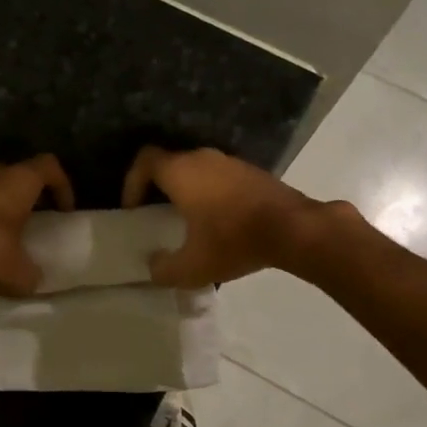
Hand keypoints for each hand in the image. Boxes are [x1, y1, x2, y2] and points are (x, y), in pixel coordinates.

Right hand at [121, 145, 329, 286]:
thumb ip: (163, 269)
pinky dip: (210, 193)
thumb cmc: (234, 240)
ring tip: (187, 221)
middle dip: (158, 188)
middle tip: (156, 215)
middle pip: (169, 164)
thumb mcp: (192, 267)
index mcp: (181, 171)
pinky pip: (219, 177)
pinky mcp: (252, 172)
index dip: (132, 182)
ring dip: (186, 190)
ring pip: (196, 169)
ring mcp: (230, 162)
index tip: (133, 209)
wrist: (294, 229)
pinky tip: (219, 221)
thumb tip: (154, 266)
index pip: (144, 160)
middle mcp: (202, 157)